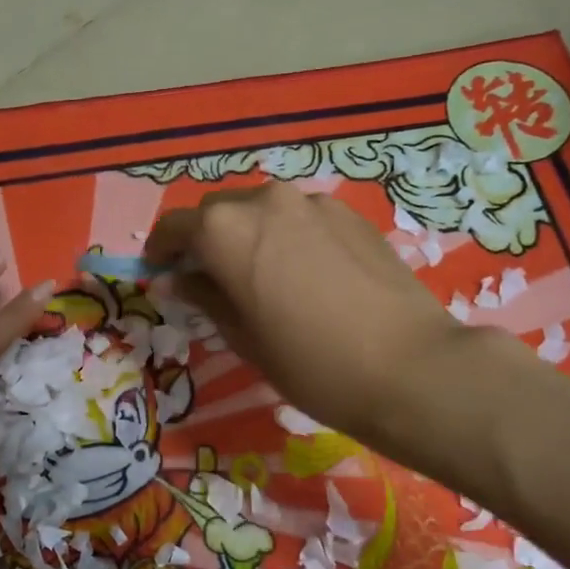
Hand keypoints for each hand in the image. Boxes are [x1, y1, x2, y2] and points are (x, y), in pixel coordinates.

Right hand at [146, 183, 509, 446]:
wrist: (409, 367)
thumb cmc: (311, 365)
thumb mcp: (244, 339)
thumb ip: (208, 299)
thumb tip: (183, 280)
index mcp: (227, 231)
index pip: (177, 227)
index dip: (162, 248)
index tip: (160, 270)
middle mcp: (266, 202)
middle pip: (219, 211)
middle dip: (206, 240)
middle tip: (209, 278)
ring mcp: (314, 203)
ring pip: (263, 211)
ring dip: (248, 235)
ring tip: (259, 276)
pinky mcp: (351, 215)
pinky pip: (301, 218)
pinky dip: (287, 236)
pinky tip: (304, 275)